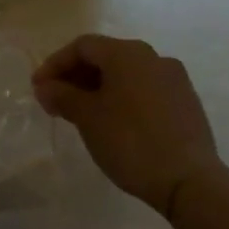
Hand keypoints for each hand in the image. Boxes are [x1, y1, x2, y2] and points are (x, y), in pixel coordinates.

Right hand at [32, 35, 223, 217]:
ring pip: (126, 74)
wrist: (189, 181)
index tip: (38, 89)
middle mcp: (153, 57)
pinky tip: (112, 123)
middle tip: (55, 102)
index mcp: (128, 53)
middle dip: (76, 76)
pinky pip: (144, 90)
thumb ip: (62, 95)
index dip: (55, 64)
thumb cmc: (130, 141)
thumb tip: (45, 87)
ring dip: (98, 88)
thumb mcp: (87, 117)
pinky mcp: (186, 102)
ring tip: (80, 114)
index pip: (82, 46)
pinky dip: (122, 98)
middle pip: (105, 56)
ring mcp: (174, 79)